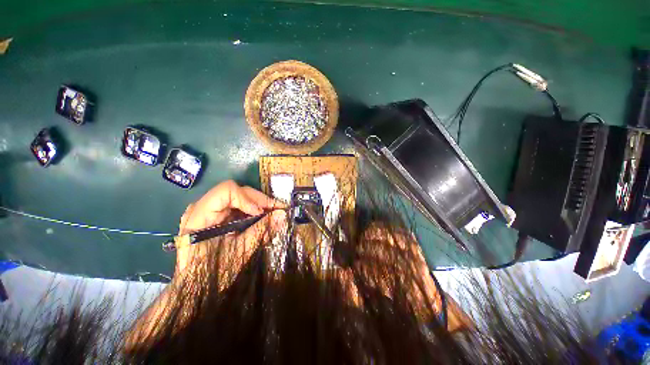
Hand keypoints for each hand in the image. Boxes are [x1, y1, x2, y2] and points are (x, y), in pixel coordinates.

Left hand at [176, 180, 285, 273]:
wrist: (195, 287)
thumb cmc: (211, 273)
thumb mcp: (238, 252)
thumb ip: (260, 231)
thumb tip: (282, 214)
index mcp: (199, 216)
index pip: (226, 191)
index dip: (248, 198)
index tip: (262, 212)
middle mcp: (202, 207)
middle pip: (236, 191)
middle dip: (259, 201)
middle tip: (278, 210)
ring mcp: (210, 210)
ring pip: (240, 197)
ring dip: (259, 205)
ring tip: (273, 214)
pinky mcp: (218, 215)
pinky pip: (239, 206)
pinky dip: (254, 211)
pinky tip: (263, 218)